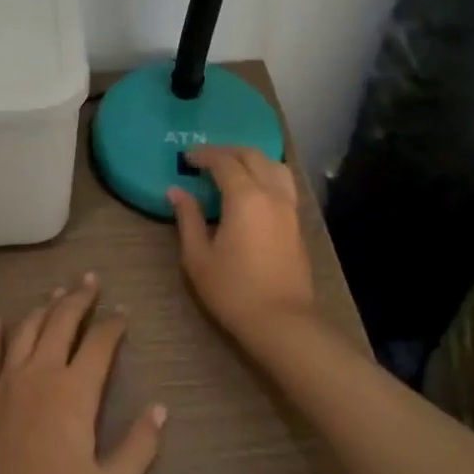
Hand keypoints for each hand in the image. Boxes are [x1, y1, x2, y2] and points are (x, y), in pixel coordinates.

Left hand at [0, 273, 165, 473]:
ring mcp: (8, 378)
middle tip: (90, 280)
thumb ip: (138, 448)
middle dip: (79, 298)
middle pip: (62, 321)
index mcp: (75, 391)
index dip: (113, 323)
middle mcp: (41, 372)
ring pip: (28, 329)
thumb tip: (160, 409)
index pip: (100, 343)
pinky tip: (0, 320)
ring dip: (44, 307)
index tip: (122, 312)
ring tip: (56, 292)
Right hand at [168, 146, 317, 344]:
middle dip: (227, 151)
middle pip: (252, 156)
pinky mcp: (297, 223)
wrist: (282, 321)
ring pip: (273, 166)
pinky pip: (283, 183)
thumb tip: (176, 192)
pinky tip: (252, 190)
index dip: (204, 155)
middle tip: (205, 159)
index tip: (186, 158)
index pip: (224, 161)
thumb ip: (188, 218)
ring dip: (251, 159)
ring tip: (232, 169)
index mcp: (245, 197)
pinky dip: (266, 174)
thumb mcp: (198, 256)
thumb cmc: (233, 290)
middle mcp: (271, 194)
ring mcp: (289, 208)